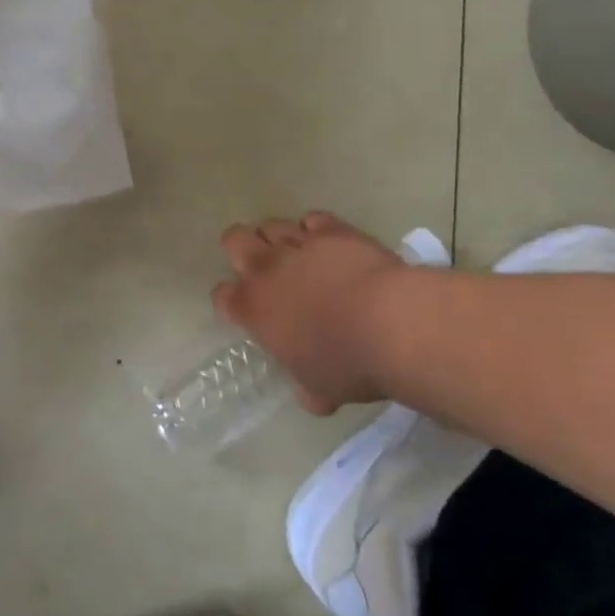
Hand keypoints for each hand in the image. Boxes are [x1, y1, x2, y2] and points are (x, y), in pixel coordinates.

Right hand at [211, 211, 414, 413]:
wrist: (392, 324)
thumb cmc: (348, 364)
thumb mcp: (321, 388)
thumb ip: (307, 386)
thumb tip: (312, 395)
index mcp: (253, 308)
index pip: (222, 296)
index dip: (231, 301)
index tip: (246, 311)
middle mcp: (267, 269)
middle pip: (234, 240)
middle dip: (243, 250)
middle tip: (264, 268)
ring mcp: (299, 245)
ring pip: (271, 225)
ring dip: (279, 238)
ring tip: (297, 254)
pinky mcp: (332, 230)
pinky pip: (313, 219)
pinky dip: (317, 230)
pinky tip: (329, 244)